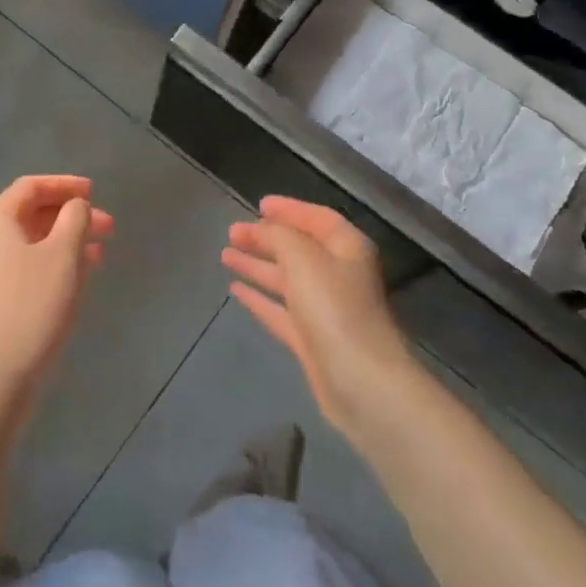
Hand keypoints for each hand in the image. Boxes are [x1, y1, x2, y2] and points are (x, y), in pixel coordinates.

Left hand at [0, 175, 114, 411]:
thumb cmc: (33, 305)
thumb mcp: (63, 254)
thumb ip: (75, 219)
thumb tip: (75, 207)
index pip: (30, 187)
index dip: (64, 184)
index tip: (95, 192)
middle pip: (32, 214)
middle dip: (72, 215)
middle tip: (108, 226)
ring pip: (33, 242)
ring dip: (68, 240)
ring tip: (101, 251)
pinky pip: (28, 267)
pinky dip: (56, 263)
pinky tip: (81, 276)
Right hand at [222, 197, 414, 437]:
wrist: (360, 381)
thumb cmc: (334, 307)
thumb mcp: (302, 257)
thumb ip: (278, 236)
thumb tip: (262, 229)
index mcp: (347, 248)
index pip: (317, 218)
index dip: (289, 209)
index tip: (259, 205)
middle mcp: (339, 275)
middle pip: (299, 248)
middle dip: (266, 238)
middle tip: (232, 232)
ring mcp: (326, 309)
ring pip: (286, 279)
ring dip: (257, 265)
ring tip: (225, 255)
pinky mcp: (312, 340)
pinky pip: (281, 310)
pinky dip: (259, 298)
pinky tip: (235, 290)